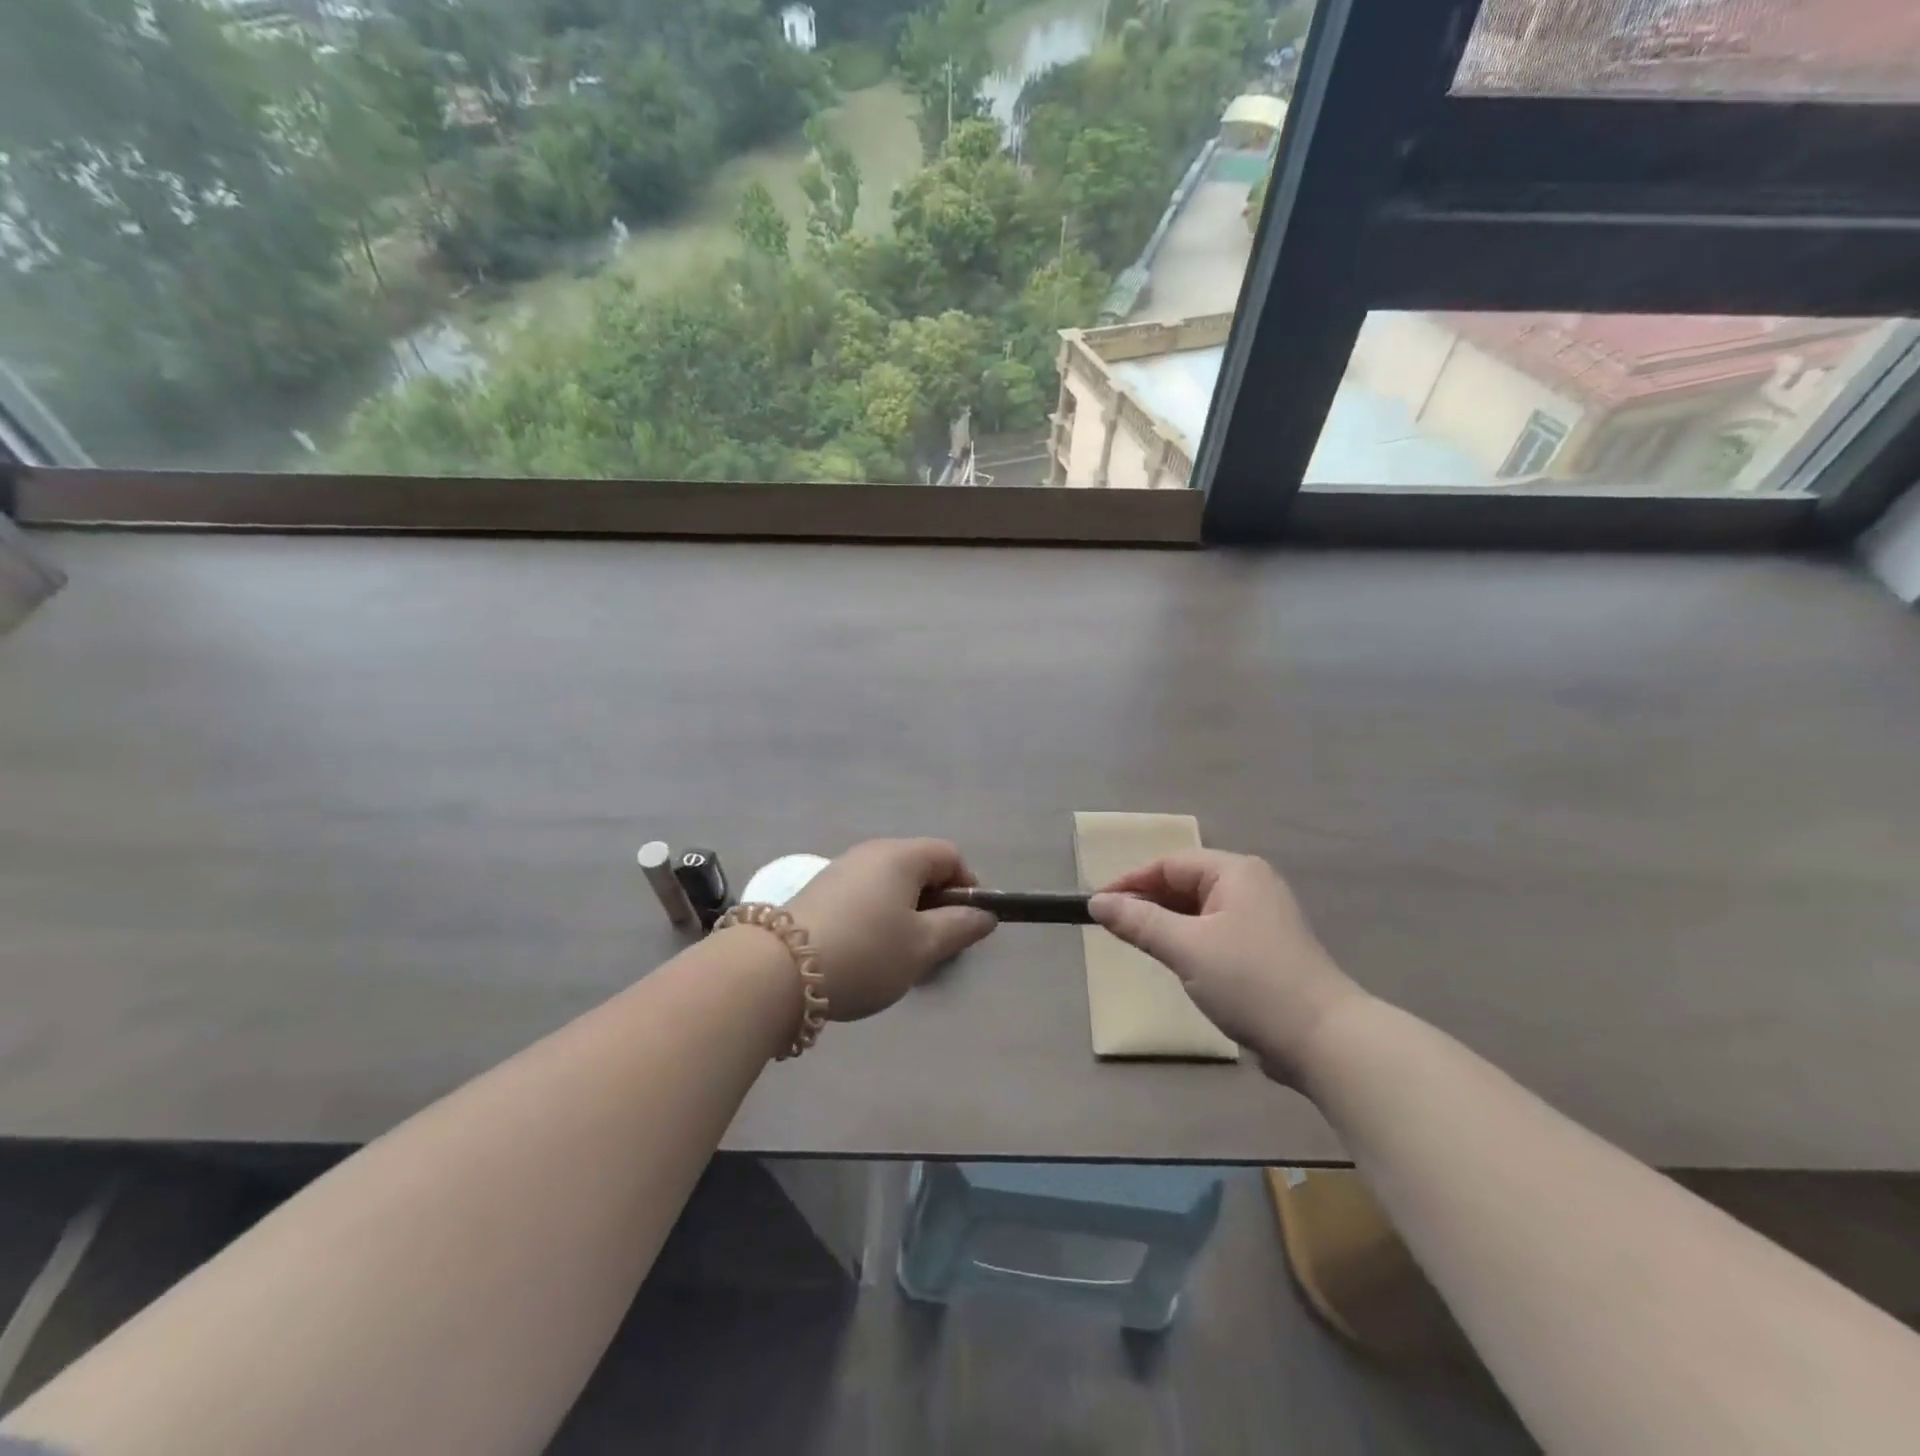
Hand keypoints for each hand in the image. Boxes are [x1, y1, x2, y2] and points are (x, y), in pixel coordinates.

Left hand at [787, 839, 997, 1021]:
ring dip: (905, 914)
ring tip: (900, 956)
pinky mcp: (819, 892)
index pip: (950, 855)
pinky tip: (866, 954)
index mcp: (901, 856)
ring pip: (890, 885)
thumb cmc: (866, 952)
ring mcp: (841, 870)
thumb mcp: (922, 946)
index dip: (967, 886)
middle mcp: (870, 853)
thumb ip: (959, 927)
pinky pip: (864, 896)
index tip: (965, 925)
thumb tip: (984, 914)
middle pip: (919, 868)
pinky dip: (877, 918)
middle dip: (935, 904)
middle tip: (934, 946)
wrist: (779, 970)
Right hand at [1089, 850, 1364, 1083]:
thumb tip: (1096, 903)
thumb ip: (1139, 922)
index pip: (1169, 864)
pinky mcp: (1266, 950)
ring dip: (1166, 924)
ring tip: (1135, 943)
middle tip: (1112, 927)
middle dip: (1147, 902)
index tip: (1096, 906)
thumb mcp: (1186, 948)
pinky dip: (1188, 941)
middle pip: (1184, 884)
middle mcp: (1251, 886)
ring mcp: (1262, 919)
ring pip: (1198, 911)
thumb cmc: (1251, 982)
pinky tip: (1174, 962)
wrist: (1325, 1042)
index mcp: (1236, 872)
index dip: (1129, 882)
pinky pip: (1214, 933)